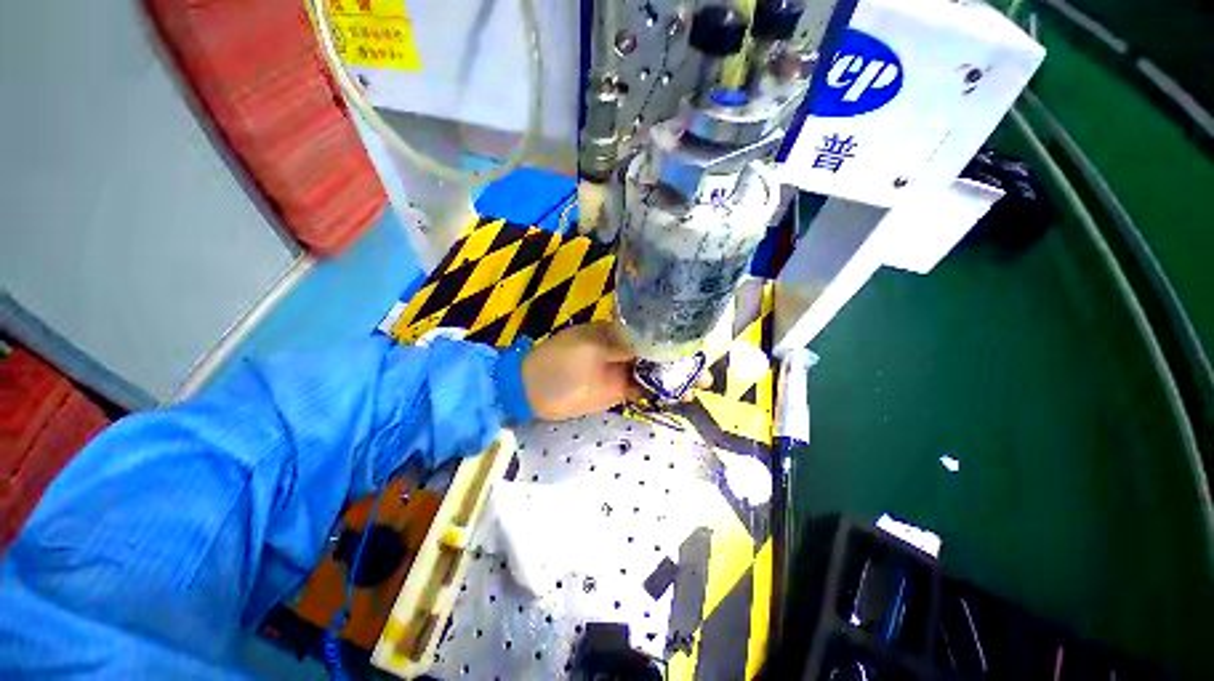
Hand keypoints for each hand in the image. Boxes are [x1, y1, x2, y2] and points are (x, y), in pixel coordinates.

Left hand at [521, 323, 712, 420]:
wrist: (533, 391)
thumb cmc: (560, 362)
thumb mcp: (591, 346)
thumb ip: (624, 344)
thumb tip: (656, 341)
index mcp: (617, 331)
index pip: (652, 332)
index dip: (674, 340)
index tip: (697, 347)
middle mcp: (623, 348)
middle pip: (658, 353)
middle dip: (681, 361)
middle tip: (705, 374)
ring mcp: (621, 370)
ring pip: (654, 372)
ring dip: (675, 378)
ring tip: (698, 388)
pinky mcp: (618, 389)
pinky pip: (644, 389)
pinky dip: (660, 392)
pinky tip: (678, 397)